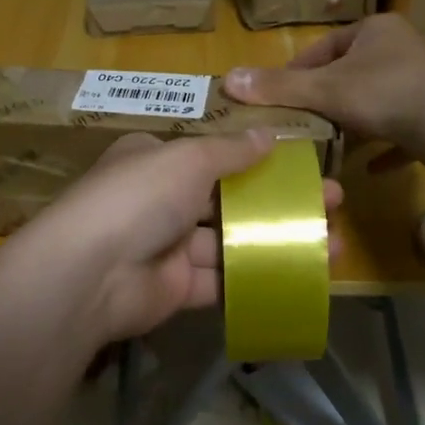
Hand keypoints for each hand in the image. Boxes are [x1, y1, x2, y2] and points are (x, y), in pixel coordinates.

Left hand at [11, 130, 343, 345]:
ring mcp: (168, 247)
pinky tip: (301, 273)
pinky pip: (224, 280)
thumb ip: (230, 151)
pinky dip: (258, 275)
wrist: (91, 274)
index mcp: (154, 161)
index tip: (301, 165)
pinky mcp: (177, 289)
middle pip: (229, 199)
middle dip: (278, 201)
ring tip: (331, 241)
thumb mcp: (187, 159)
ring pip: (232, 241)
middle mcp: (160, 201)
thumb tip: (268, 135)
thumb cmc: (139, 197)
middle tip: (332, 203)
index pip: (210, 156)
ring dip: (278, 240)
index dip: (257, 160)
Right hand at [222, 14, 424, 150]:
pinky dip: (386, 145)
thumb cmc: (384, 94)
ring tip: (329, 146)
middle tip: (300, 125)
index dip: (298, 72)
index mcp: (375, 31)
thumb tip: (227, 79)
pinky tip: (371, 168)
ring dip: (355, 123)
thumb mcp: (323, 91)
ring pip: (378, 101)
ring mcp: (424, 81)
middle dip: (326, 100)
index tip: (278, 98)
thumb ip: (278, 88)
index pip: (325, 48)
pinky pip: (405, 128)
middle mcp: (401, 49)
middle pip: (351, 74)